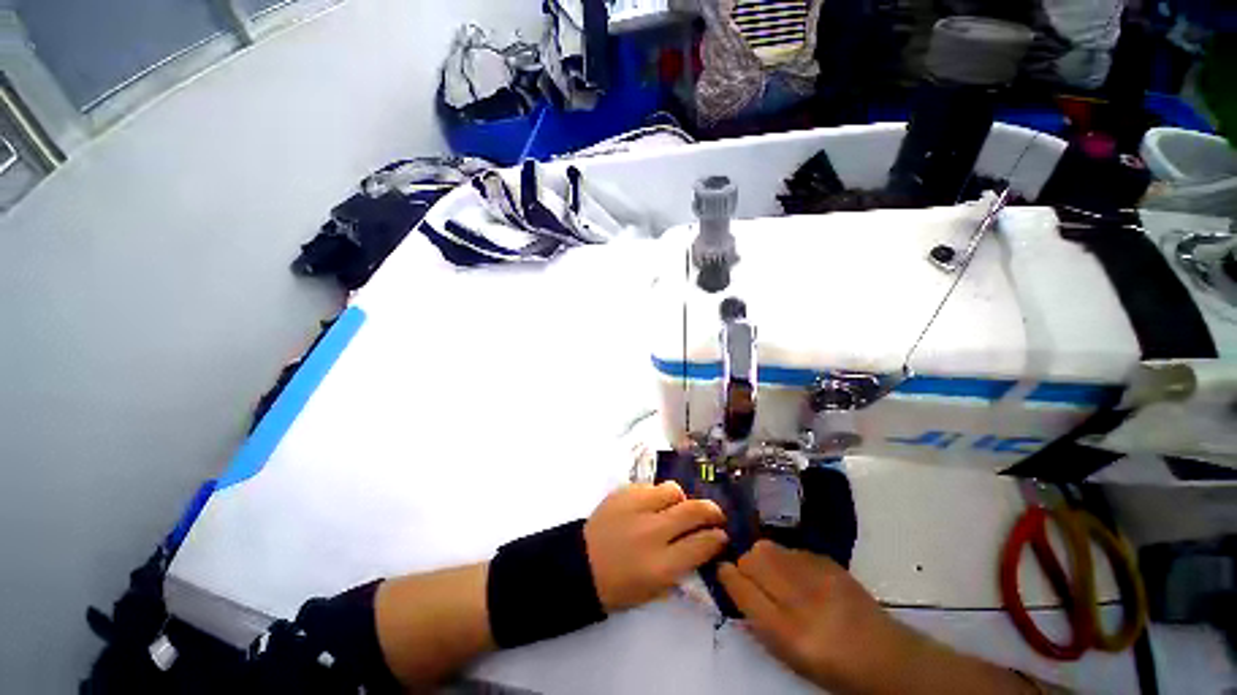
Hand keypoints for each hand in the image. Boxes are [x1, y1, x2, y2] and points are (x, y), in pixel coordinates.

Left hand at [584, 482, 727, 612]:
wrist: (580, 564)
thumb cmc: (618, 586)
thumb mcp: (654, 590)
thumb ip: (681, 568)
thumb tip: (701, 546)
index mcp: (661, 565)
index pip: (702, 544)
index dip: (717, 538)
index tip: (721, 535)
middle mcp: (652, 532)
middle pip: (693, 510)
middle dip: (711, 510)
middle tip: (715, 513)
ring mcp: (636, 508)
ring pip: (672, 490)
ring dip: (680, 499)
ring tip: (676, 507)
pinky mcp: (623, 493)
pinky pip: (650, 486)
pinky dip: (656, 495)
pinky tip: (650, 505)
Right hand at [718, 541, 919, 692]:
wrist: (884, 655)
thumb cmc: (831, 666)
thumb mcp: (787, 655)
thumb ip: (756, 618)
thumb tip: (733, 583)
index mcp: (786, 631)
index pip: (741, 588)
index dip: (726, 575)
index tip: (721, 570)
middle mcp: (800, 598)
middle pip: (752, 558)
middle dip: (744, 563)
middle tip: (752, 576)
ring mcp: (817, 575)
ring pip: (768, 547)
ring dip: (763, 558)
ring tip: (774, 574)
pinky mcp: (828, 561)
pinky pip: (790, 549)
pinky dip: (785, 558)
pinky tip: (797, 574)